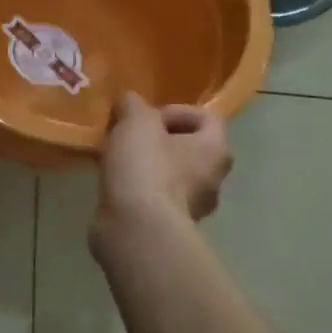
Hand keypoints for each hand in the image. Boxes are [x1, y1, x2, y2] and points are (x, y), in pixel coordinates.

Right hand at [95, 92, 231, 235]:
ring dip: (147, 165)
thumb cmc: (146, 168)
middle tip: (128, 137)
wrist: (137, 229)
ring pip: (171, 174)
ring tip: (117, 161)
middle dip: (157, 139)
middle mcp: (213, 180)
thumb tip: (129, 102)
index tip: (147, 118)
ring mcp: (193, 208)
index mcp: (215, 150)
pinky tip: (116, 186)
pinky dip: (139, 189)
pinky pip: (156, 198)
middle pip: (188, 147)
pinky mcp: (170, 227)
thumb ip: (133, 104)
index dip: (176, 110)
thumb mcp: (135, 121)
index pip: (207, 117)